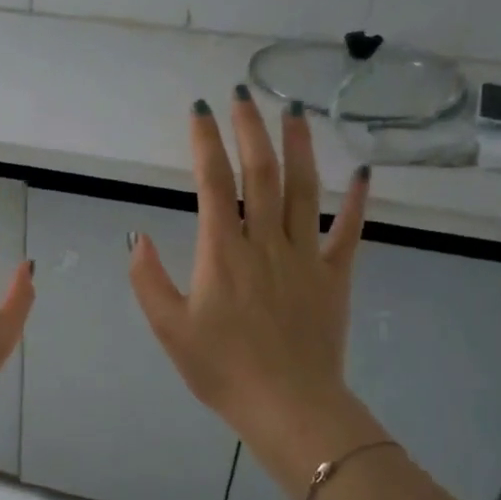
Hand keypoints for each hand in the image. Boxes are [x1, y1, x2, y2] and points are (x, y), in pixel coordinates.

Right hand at [128, 88, 385, 499]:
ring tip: (293, 110)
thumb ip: (149, 279)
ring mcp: (305, 256)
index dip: (206, 142)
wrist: (288, 406)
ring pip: (304, 189)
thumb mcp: (168, 329)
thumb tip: (137, 236)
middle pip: (260, 173)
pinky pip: (349, 231)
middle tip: (244, 93)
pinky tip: (363, 172)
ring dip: (299, 147)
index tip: (201, 110)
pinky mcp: (334, 276)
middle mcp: (265, 242)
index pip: (213, 183)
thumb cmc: (221, 369)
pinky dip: (357, 200)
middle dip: (250, 129)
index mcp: (222, 252)